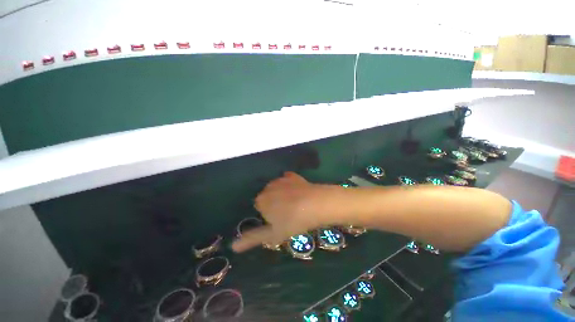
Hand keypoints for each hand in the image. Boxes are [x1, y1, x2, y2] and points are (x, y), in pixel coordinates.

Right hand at [232, 172, 331, 251]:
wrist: (315, 204)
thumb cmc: (293, 222)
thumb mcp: (273, 234)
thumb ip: (252, 238)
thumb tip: (232, 246)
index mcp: (261, 200)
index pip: (259, 207)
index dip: (268, 215)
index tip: (278, 221)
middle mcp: (268, 187)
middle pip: (267, 196)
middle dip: (274, 204)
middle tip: (287, 214)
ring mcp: (281, 179)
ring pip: (277, 188)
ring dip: (281, 194)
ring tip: (294, 204)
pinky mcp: (293, 176)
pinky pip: (288, 179)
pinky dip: (290, 185)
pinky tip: (298, 191)